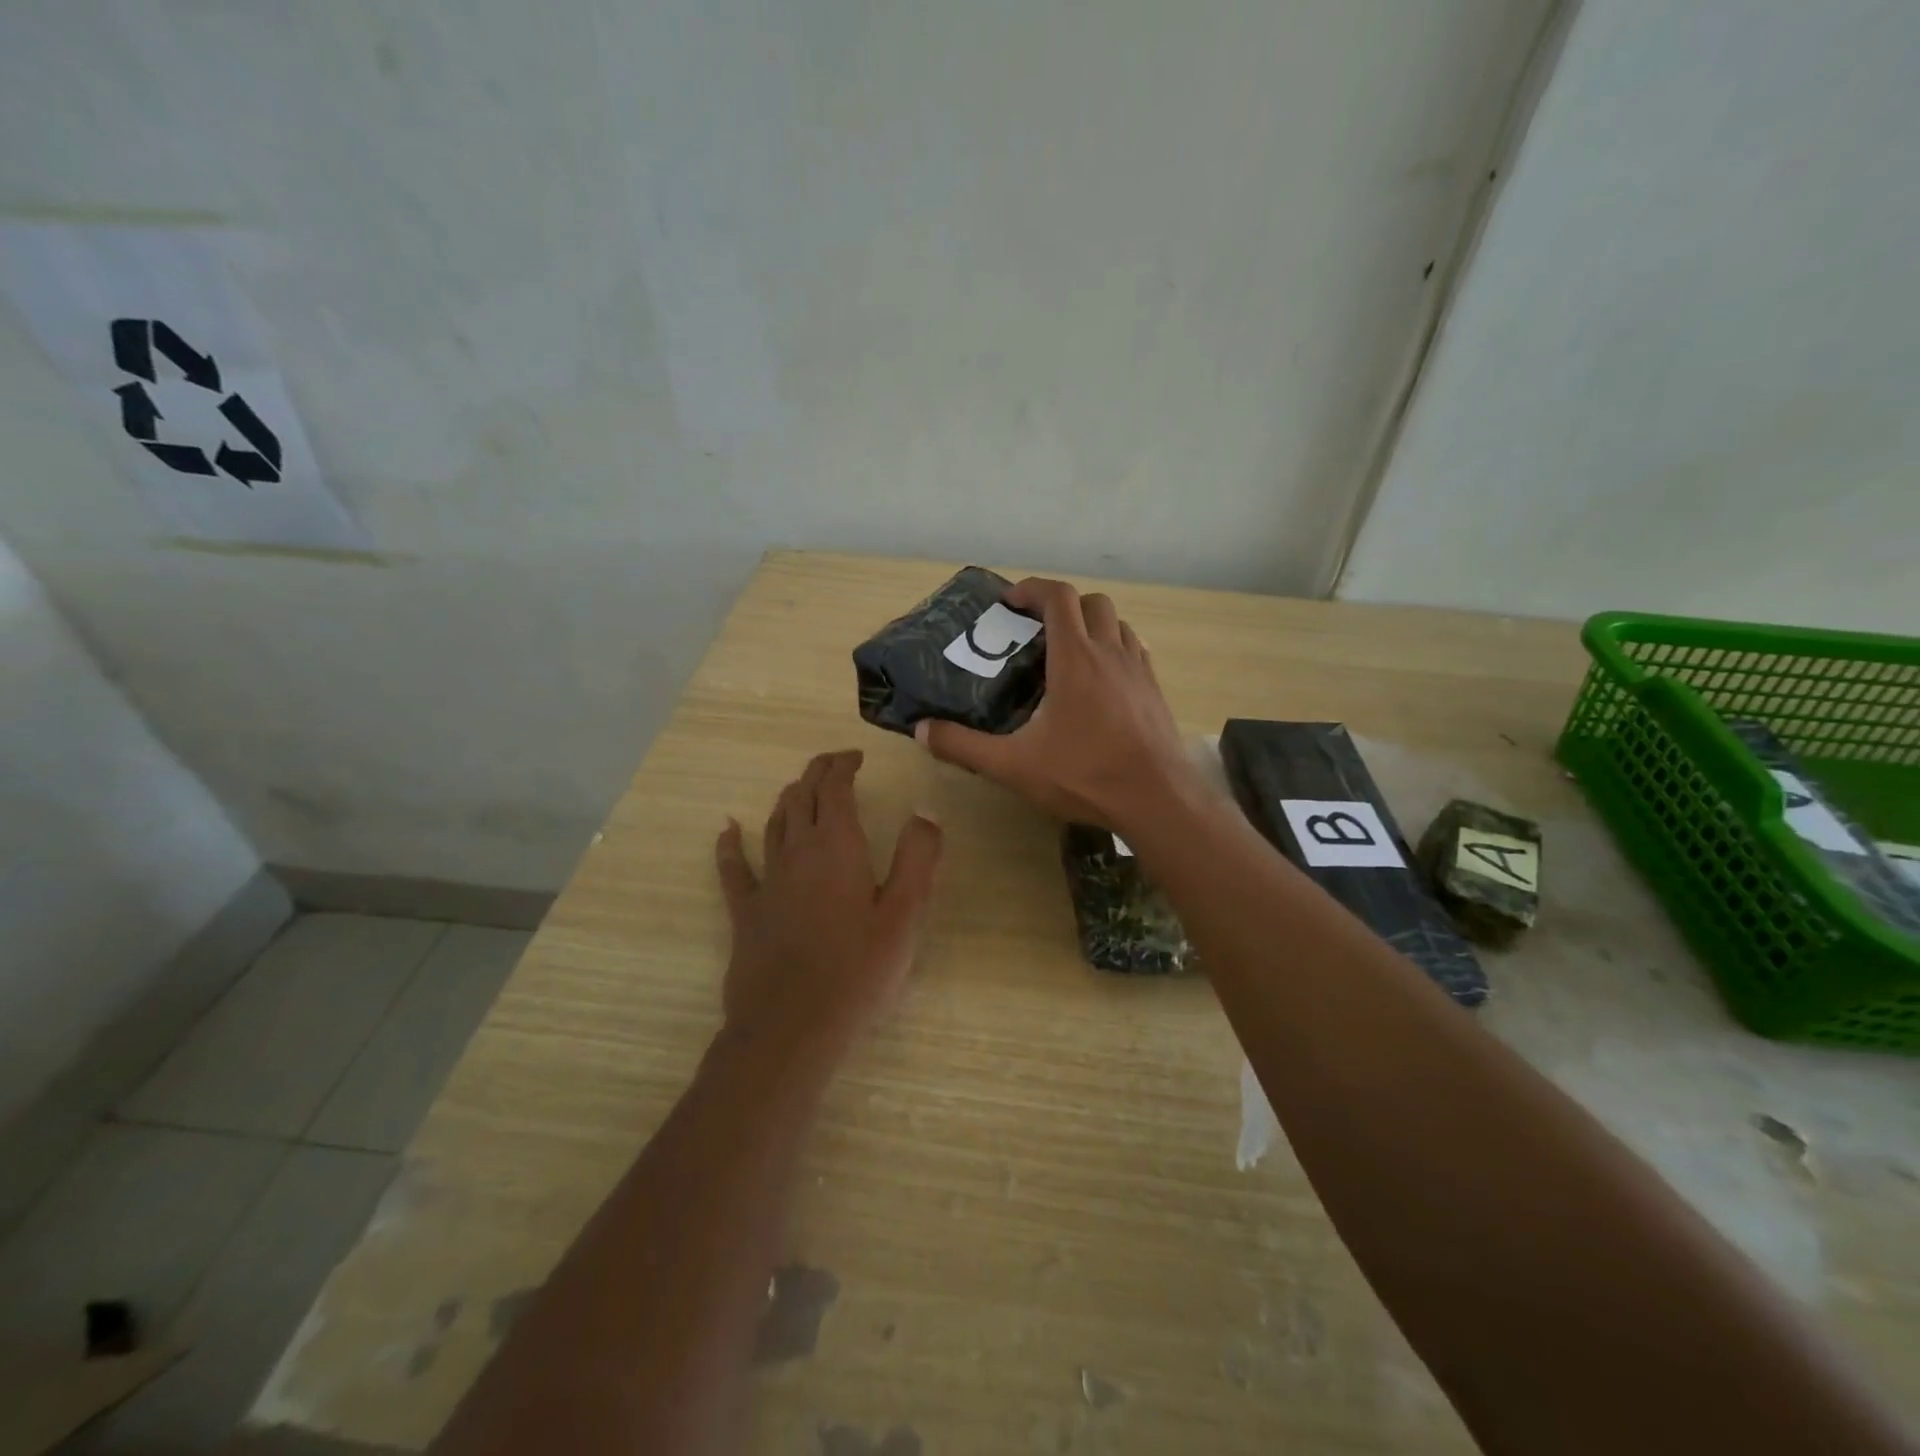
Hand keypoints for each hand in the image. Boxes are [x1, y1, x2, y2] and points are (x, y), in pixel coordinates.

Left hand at [715, 749, 943, 1051]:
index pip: (835, 790)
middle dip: (817, 775)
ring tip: (799, 790)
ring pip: (774, 825)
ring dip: (787, 801)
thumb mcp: (905, 914)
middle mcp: (797, 853)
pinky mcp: (746, 913)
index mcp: (837, 847)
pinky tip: (727, 830)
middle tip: (833, 766)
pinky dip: (730, 845)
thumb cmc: (858, 970)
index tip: (856, 757)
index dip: (843, 766)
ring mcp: (767, 882)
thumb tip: (925, 813)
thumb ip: (918, 858)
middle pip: (801, 798)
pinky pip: (733, 869)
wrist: (793, 1026)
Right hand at [915, 577, 1194, 828]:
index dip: (1032, 589)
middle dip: (1061, 604)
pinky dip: (1114, 647)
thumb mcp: (1014, 766)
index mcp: (1075, 659)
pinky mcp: (1155, 690)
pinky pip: (1134, 649)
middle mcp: (1110, 652)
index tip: (1010, 602)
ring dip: (1091, 623)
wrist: (1158, 800)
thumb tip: (922, 730)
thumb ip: (964, 746)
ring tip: (1067, 651)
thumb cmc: (1085, 776)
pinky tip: (1101, 679)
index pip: (1058, 597)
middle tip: (1035, 629)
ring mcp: (1139, 669)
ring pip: (1117, 623)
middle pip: (1091, 602)